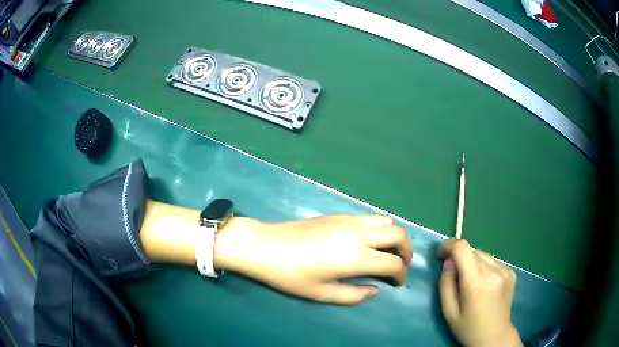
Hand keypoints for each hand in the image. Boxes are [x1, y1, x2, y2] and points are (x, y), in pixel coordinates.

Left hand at [216, 215, 412, 303]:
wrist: (265, 246)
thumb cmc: (291, 275)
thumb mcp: (322, 293)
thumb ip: (354, 295)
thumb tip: (376, 289)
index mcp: (356, 257)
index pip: (394, 263)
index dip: (401, 274)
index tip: (398, 282)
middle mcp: (359, 233)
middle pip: (399, 234)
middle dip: (407, 250)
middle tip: (400, 265)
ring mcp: (349, 220)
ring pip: (387, 220)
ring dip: (395, 236)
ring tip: (388, 251)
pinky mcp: (339, 214)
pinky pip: (370, 216)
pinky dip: (380, 227)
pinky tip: (369, 240)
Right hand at [438, 239, 522, 346]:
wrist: (495, 336)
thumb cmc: (468, 328)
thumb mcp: (449, 312)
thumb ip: (446, 284)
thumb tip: (448, 263)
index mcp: (476, 281)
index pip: (462, 248)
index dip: (449, 245)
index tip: (441, 255)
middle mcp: (493, 270)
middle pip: (472, 251)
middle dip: (459, 258)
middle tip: (454, 275)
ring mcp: (505, 270)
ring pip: (483, 255)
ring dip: (472, 262)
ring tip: (471, 282)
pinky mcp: (511, 272)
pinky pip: (493, 261)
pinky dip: (484, 267)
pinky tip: (484, 284)